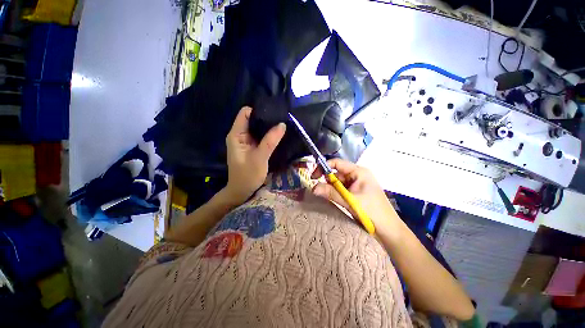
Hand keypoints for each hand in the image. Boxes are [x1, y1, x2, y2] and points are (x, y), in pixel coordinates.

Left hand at [225, 107, 285, 203]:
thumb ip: (270, 141)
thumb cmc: (247, 175)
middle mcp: (240, 135)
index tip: (274, 112)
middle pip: (252, 119)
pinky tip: (278, 134)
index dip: (258, 110)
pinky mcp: (252, 147)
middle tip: (281, 118)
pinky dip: (268, 135)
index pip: (245, 113)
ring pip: (257, 128)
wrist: (242, 190)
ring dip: (268, 127)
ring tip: (282, 125)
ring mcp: (246, 141)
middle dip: (266, 118)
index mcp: (236, 135)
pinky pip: (261, 136)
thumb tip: (282, 124)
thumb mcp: (260, 157)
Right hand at [312, 158, 400, 237]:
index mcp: (359, 172)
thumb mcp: (349, 201)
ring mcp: (357, 184)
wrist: (388, 230)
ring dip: (331, 189)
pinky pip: (342, 190)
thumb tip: (312, 188)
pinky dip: (335, 193)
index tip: (313, 176)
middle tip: (317, 190)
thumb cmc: (372, 211)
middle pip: (337, 173)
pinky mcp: (356, 193)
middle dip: (327, 181)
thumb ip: (330, 193)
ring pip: (338, 183)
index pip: (337, 163)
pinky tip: (333, 200)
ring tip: (325, 196)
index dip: (324, 167)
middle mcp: (357, 175)